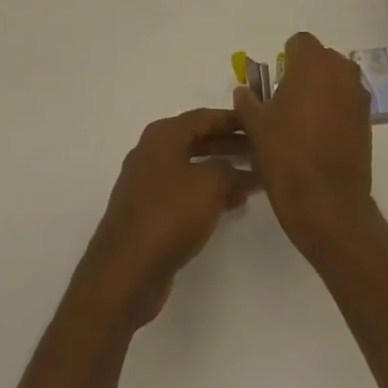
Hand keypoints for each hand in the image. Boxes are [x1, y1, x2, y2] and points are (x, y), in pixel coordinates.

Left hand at [77, 108, 257, 327]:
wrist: (127, 269)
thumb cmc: (170, 214)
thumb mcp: (210, 184)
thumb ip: (229, 169)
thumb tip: (238, 171)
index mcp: (162, 136)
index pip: (204, 117)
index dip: (232, 119)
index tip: (258, 121)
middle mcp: (151, 153)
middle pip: (197, 140)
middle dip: (229, 144)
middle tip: (260, 150)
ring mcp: (147, 183)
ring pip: (192, 168)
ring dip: (222, 171)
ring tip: (254, 179)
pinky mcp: (149, 212)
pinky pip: (184, 191)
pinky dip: (207, 193)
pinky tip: (232, 204)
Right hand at [231, 32, 375, 262]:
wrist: (326, 202)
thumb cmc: (286, 155)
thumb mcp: (256, 126)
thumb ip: (248, 101)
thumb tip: (244, 91)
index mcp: (313, 65)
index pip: (300, 42)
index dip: (287, 57)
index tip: (276, 79)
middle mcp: (341, 73)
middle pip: (323, 58)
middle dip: (307, 71)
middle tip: (287, 98)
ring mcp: (358, 97)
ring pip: (338, 79)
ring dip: (323, 89)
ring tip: (303, 117)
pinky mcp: (368, 121)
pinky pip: (349, 101)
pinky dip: (336, 108)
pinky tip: (320, 134)